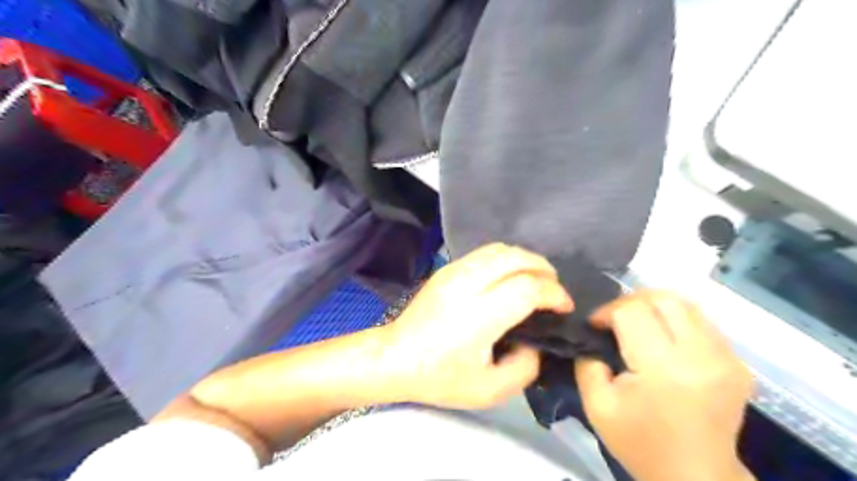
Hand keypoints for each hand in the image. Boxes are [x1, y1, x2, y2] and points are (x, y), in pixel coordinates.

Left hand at [381, 244, 567, 409]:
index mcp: (479, 316)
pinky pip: (485, 252)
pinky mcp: (446, 268)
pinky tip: (509, 278)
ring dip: (526, 260)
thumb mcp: (490, 390)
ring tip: (536, 281)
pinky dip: (507, 259)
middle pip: (516, 258)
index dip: (554, 294)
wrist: (395, 357)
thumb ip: (525, 367)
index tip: (564, 308)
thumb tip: (535, 340)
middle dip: (544, 269)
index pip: (528, 288)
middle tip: (554, 291)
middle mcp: (467, 284)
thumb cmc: (440, 378)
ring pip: (501, 249)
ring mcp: (454, 271)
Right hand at [578, 291, 751, 480]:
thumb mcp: (597, 405)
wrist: (696, 477)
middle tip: (614, 319)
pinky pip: (702, 322)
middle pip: (663, 299)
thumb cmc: (641, 444)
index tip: (595, 326)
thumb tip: (593, 335)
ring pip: (685, 304)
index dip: (606, 311)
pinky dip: (676, 320)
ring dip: (654, 306)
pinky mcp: (738, 363)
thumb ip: (587, 362)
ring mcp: (726, 358)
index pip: (632, 312)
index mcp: (663, 369)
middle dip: (630, 301)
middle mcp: (701, 356)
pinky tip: (663, 339)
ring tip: (637, 323)